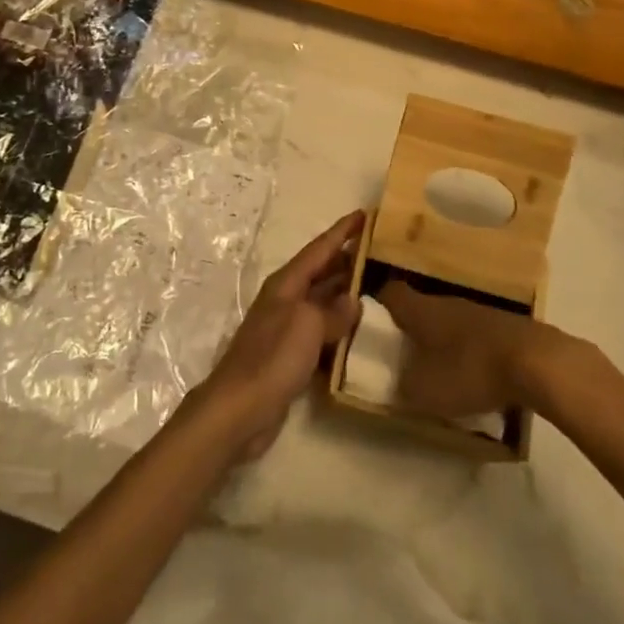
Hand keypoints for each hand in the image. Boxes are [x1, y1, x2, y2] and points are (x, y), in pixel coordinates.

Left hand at [191, 211, 363, 460]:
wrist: (240, 408)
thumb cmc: (273, 357)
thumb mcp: (307, 325)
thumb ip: (333, 310)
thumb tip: (352, 301)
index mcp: (287, 283)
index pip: (320, 248)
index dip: (342, 231)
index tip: (365, 214)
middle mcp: (287, 300)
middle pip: (322, 273)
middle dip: (349, 261)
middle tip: (383, 253)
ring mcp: (288, 329)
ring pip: (324, 303)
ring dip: (348, 296)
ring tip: (380, 289)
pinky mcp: (292, 357)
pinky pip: (323, 334)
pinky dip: (341, 331)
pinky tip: (361, 335)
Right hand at [380, 280, 574, 418]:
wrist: (538, 362)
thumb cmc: (471, 370)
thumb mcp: (426, 391)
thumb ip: (404, 387)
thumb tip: (397, 382)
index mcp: (421, 309)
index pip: (390, 293)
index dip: (378, 306)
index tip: (373, 327)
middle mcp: (446, 301)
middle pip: (420, 307)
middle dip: (412, 329)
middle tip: (405, 356)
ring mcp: (479, 311)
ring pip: (450, 320)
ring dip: (443, 341)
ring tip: (441, 370)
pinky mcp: (505, 326)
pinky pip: (476, 334)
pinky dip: (471, 351)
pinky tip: (477, 376)